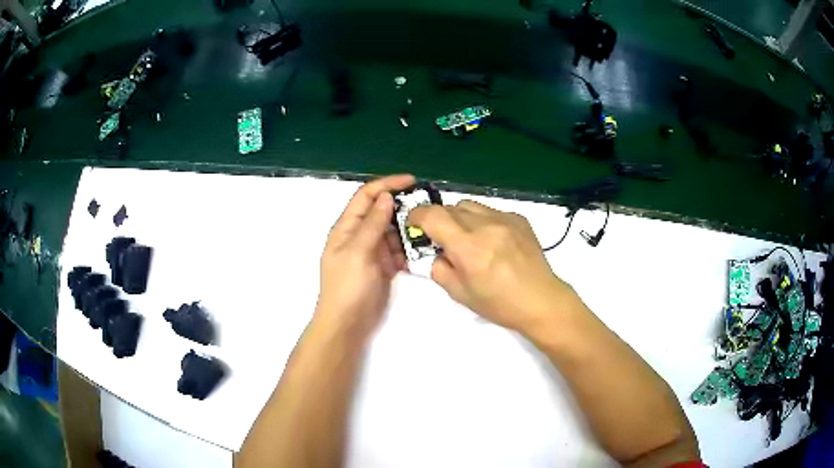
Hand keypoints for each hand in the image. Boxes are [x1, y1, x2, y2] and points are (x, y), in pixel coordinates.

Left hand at [314, 175, 414, 340]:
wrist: (346, 324)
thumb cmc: (347, 287)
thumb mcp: (358, 252)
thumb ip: (372, 224)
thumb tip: (386, 197)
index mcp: (347, 227)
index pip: (366, 196)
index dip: (387, 184)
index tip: (412, 181)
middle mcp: (358, 235)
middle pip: (381, 211)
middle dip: (402, 207)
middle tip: (427, 208)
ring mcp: (370, 251)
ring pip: (392, 231)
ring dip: (407, 230)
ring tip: (427, 231)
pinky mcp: (381, 266)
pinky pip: (397, 251)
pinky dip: (407, 249)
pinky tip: (419, 253)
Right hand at [408, 200, 577, 332]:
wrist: (541, 300)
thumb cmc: (499, 304)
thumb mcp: (459, 294)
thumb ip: (439, 269)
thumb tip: (437, 253)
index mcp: (468, 247)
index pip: (433, 216)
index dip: (417, 216)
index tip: (413, 223)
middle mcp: (485, 226)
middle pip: (450, 207)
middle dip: (439, 219)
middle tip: (441, 238)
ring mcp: (505, 219)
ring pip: (470, 205)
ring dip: (460, 217)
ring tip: (467, 237)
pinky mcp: (519, 219)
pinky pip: (491, 210)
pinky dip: (482, 220)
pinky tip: (491, 240)